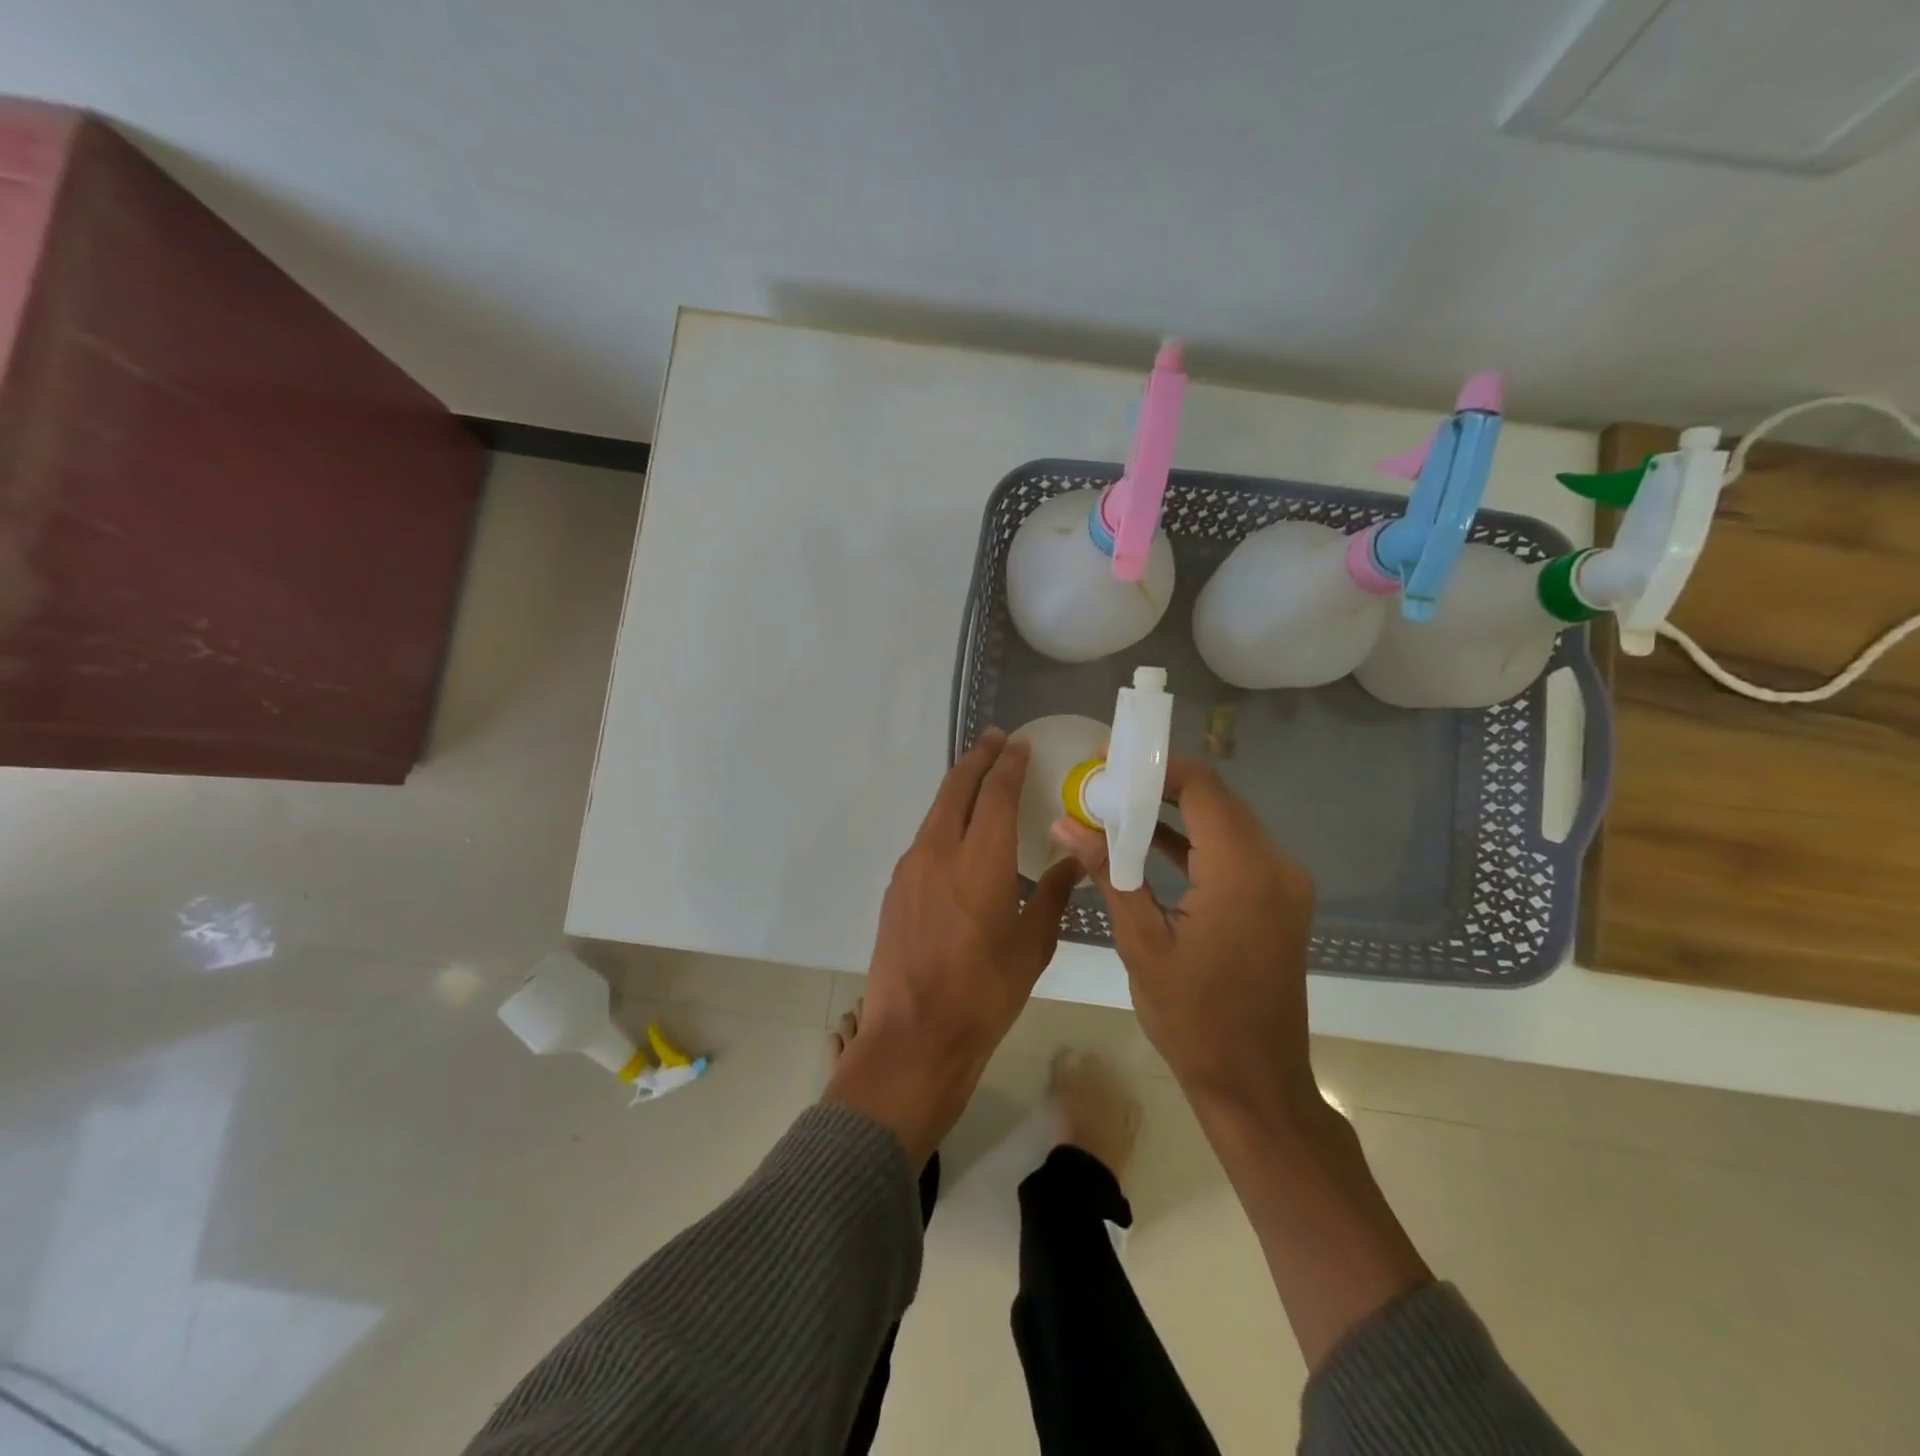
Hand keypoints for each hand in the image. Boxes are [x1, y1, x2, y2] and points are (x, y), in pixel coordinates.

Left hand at [825, 730, 1082, 1161]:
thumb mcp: (1033, 945)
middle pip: (957, 788)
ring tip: (979, 781)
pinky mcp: (896, 888)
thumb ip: (1054, 894)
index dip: (1008, 764)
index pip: (996, 793)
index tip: (1018, 744)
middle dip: (977, 759)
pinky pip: (924, 839)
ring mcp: (911, 868)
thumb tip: (1077, 861)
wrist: (914, 1036)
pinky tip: (958, 836)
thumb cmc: (985, 993)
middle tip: (995, 740)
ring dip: (958, 789)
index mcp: (981, 860)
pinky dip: (944, 822)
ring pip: (936, 811)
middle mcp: (940, 851)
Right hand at [1052, 755, 1318, 1120]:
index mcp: (1242, 872)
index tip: (1109, 758)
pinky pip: (1236, 851)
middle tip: (1105, 781)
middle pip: (1216, 800)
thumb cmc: (1193, 1019)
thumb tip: (1065, 822)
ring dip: (1176, 811)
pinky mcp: (1280, 900)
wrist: (1255, 1083)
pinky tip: (1149, 841)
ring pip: (1227, 823)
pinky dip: (1195, 841)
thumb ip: (1108, 873)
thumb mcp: (1141, 943)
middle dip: (1160, 785)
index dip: (1156, 766)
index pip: (1202, 788)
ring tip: (1118, 804)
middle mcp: (1275, 866)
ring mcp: (1284, 884)